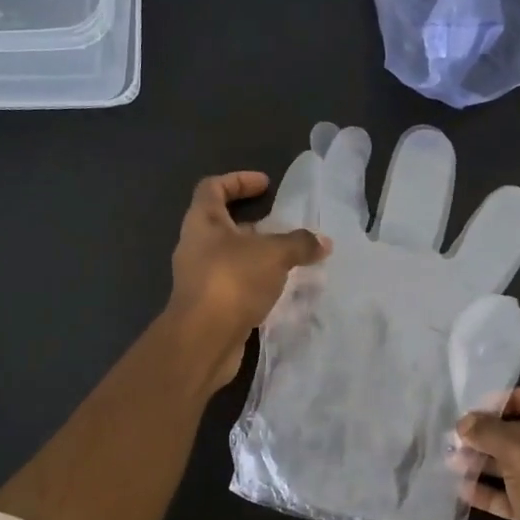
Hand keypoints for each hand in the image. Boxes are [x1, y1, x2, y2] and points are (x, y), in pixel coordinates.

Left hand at [168, 172, 328, 390]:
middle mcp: (196, 245)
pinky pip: (234, 283)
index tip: (266, 185)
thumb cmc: (233, 280)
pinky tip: (278, 289)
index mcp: (203, 221)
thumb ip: (300, 244)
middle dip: (254, 223)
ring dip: (257, 255)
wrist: (203, 339)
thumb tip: (323, 242)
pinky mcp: (208, 304)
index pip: (213, 187)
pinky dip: (255, 281)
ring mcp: (199, 277)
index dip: (239, 180)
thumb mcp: (274, 254)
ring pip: (230, 256)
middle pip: (222, 223)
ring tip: (289, 260)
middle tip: (284, 227)